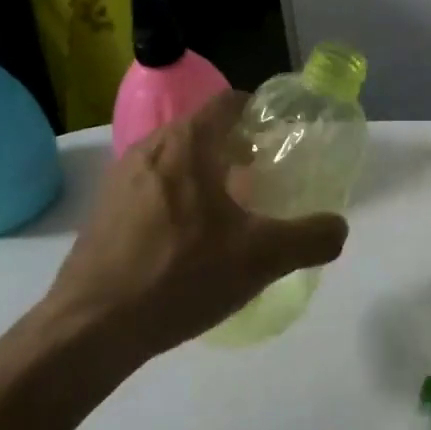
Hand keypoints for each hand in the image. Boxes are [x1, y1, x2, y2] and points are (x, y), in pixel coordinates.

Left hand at [48, 90, 348, 360]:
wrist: (91, 327)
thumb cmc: (180, 275)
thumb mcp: (261, 259)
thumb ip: (310, 238)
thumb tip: (338, 228)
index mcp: (187, 144)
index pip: (228, 102)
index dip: (258, 113)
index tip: (278, 140)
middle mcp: (150, 148)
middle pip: (202, 130)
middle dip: (234, 149)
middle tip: (261, 181)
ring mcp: (120, 178)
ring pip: (175, 160)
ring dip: (204, 174)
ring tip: (227, 214)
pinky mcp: (103, 210)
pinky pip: (151, 187)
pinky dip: (176, 198)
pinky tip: (187, 242)